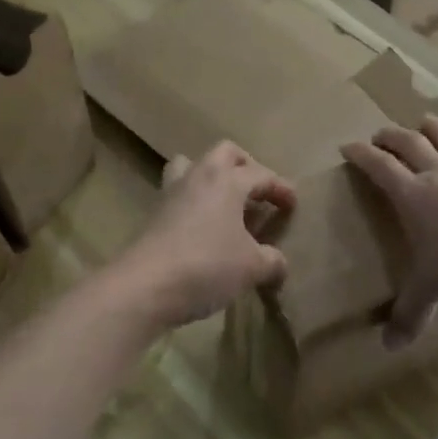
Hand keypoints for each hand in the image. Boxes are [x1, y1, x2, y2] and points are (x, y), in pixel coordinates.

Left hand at [117, 142, 295, 328]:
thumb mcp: (252, 267)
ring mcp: (171, 193)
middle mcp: (198, 177)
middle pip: (224, 153)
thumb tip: (278, 263)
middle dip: (245, 166)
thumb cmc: (207, 266)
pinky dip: (194, 204)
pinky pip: (178, 195)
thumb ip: (272, 261)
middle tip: (257, 191)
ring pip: (191, 166)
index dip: (281, 188)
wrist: (145, 285)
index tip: (293, 205)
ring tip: (224, 203)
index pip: (261, 174)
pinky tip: (203, 229)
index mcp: (227, 181)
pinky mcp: (153, 214)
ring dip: (211, 178)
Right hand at [342, 116, 437, 347]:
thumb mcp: (432, 286)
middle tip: (380, 134)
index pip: (379, 167)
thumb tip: (389, 345)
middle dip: (391, 137)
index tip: (348, 146)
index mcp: (412, 195)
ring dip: (434, 129)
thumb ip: (410, 312)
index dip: (361, 155)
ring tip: (425, 121)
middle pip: (410, 145)